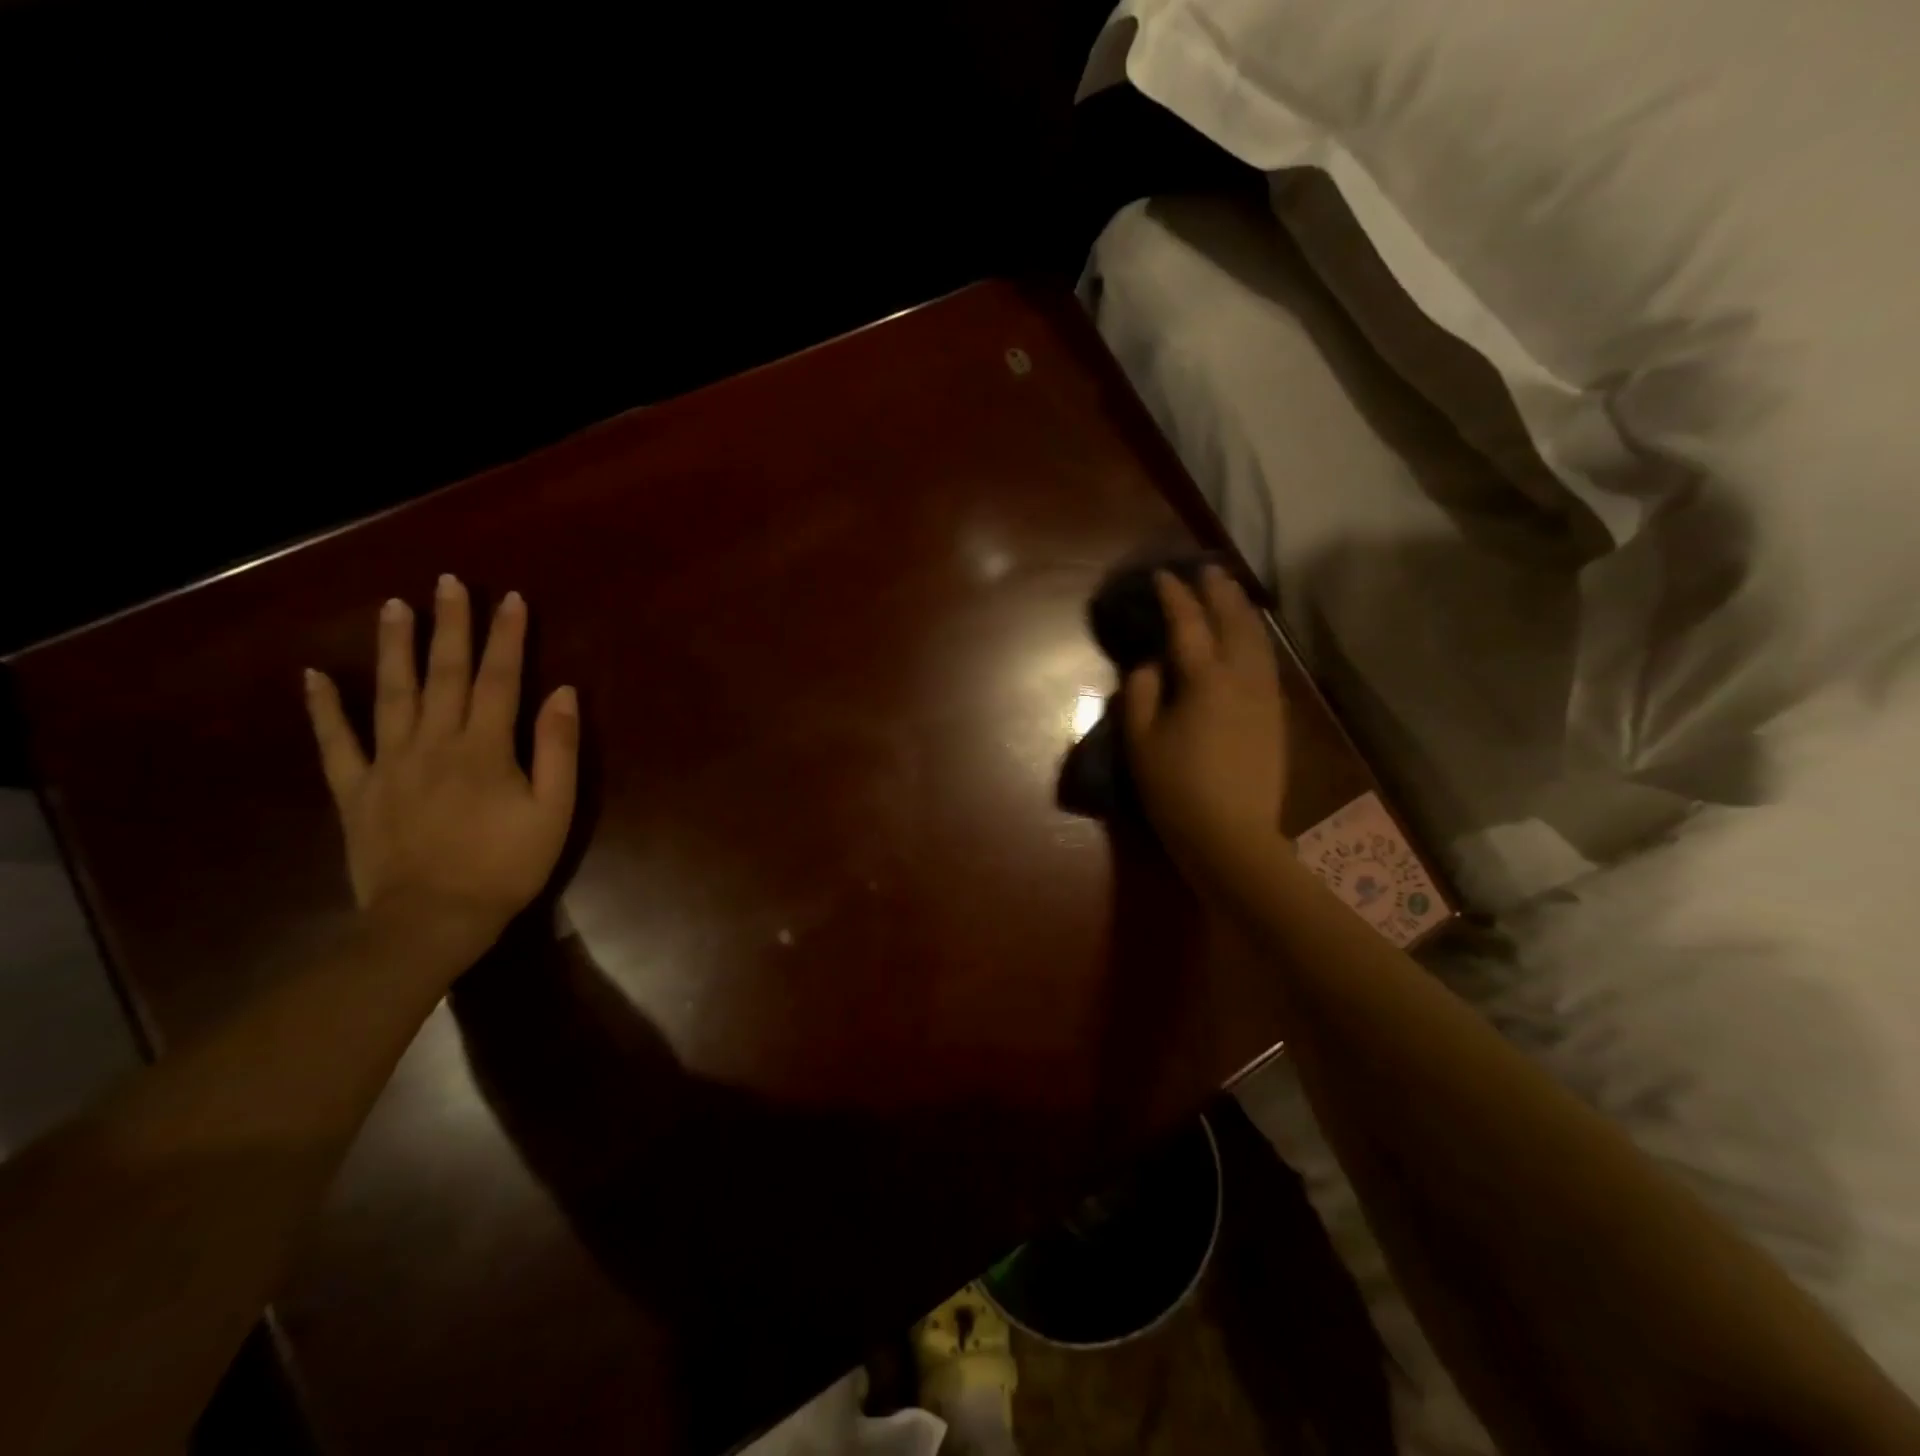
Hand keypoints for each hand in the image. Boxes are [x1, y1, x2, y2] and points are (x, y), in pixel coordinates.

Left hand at [303, 575, 579, 962]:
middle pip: (445, 674)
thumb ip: (558, 749)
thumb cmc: (506, 865)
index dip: (508, 637)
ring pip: (391, 694)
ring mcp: (389, 763)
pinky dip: (323, 709)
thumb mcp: (553, 810)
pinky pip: (336, 743)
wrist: (433, 919)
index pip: (501, 679)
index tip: (512, 599)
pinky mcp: (357, 790)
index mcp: (485, 747)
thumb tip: (562, 693)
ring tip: (394, 606)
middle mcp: (435, 741)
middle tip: (449, 583)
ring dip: (394, 648)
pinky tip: (313, 676)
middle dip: (451, 626)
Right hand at [1122, 565, 1288, 881]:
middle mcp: (1241, 677)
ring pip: (1257, 639)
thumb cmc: (1176, 789)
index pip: (1188, 625)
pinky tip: (1249, 638)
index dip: (1174, 597)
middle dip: (1218, 592)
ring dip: (1242, 611)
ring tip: (1230, 593)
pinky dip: (1256, 639)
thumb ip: (1141, 694)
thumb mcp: (1140, 742)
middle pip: (1232, 622)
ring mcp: (1264, 696)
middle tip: (1206, 570)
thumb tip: (1151, 665)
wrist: (1231, 835)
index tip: (1162, 575)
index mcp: (1204, 680)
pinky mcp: (1275, 715)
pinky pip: (1267, 662)